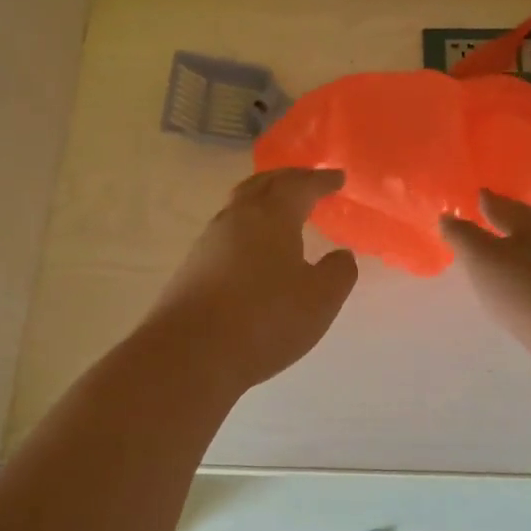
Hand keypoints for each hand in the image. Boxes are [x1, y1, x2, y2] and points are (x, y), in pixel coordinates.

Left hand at [145, 168, 358, 393]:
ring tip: (281, 211)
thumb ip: (338, 272)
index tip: (338, 177)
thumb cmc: (265, 319)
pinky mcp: (193, 266)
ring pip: (240, 206)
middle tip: (307, 180)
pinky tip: (253, 249)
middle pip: (263, 184)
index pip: (300, 186)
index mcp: (272, 216)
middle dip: (288, 178)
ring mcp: (209, 241)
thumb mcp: (320, 299)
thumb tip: (341, 255)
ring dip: (263, 200)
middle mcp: (237, 218)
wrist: (190, 353)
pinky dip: (247, 227)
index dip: (321, 181)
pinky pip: (227, 232)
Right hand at [441, 191, 530, 358]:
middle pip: (525, 226)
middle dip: (503, 227)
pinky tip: (524, 294)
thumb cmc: (528, 291)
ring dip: (519, 256)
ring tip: (498, 265)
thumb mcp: (482, 260)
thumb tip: (448, 215)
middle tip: (481, 230)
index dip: (484, 201)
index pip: (502, 203)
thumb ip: (462, 236)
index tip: (472, 199)